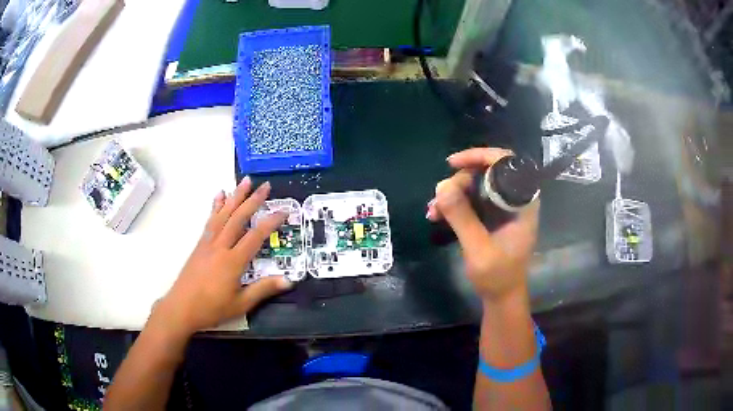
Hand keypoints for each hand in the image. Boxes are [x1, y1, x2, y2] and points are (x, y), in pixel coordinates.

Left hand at [154, 177, 292, 336]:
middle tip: (265, 185)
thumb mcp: (241, 304)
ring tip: (245, 181)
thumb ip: (263, 289)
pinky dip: (216, 206)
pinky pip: (210, 221)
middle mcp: (220, 246)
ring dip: (235, 196)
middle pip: (238, 218)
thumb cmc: (212, 308)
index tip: (283, 211)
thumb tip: (289, 281)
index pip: (255, 236)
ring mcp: (208, 243)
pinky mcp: (200, 244)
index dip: (271, 222)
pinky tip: (220, 196)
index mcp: (233, 261)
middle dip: (253, 200)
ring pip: (224, 215)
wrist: (181, 307)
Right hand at [426, 148, 538, 302]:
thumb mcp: (478, 249)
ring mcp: (503, 209)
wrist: (501, 297)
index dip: (480, 156)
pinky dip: (454, 204)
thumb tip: (442, 186)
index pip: (506, 163)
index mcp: (522, 203)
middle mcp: (514, 200)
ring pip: (476, 186)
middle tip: (440, 196)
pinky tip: (436, 215)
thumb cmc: (497, 276)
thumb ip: (463, 218)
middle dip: (460, 180)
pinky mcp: (492, 218)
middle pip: (487, 173)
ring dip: (453, 193)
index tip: (453, 163)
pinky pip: (472, 200)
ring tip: (433, 210)